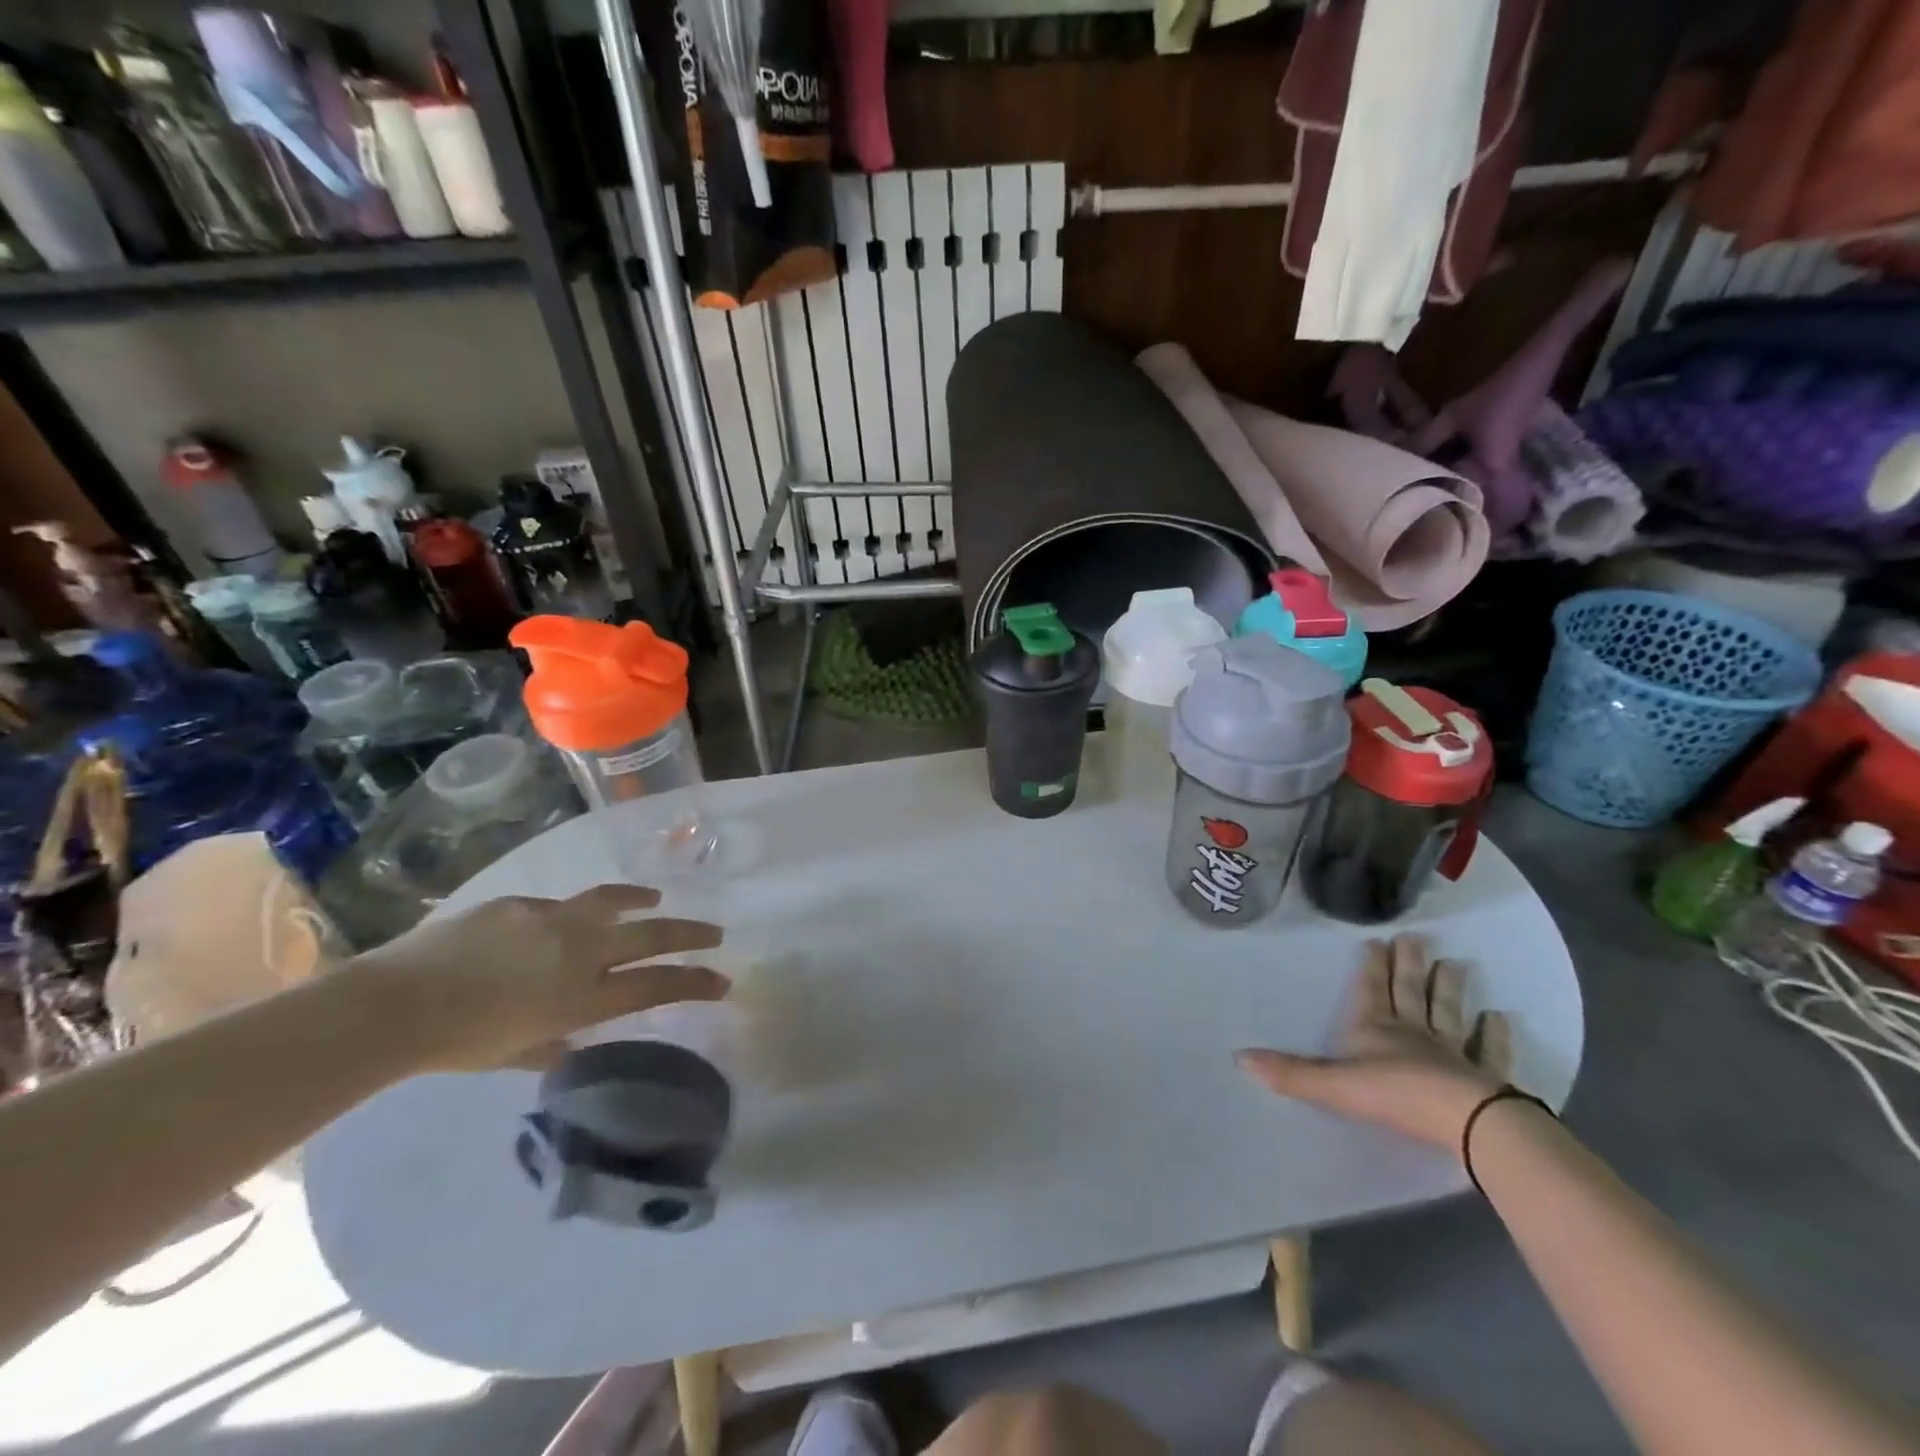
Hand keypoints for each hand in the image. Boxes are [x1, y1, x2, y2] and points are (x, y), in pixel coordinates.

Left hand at [349, 884, 725, 1072]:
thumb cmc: (458, 1044)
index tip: (723, 980)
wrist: (396, 1005)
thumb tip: (572, 1036)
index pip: (657, 984)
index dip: (696, 982)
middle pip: (653, 935)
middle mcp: (581, 952)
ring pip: (615, 901)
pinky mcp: (524, 903)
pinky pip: (559, 906)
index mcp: (583, 997)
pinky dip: (573, 914)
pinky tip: (557, 924)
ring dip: (642, 901)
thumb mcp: (518, 1053)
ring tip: (655, 899)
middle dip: (691, 933)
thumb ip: (555, 1042)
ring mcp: (555, 920)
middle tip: (715, 933)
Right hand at [1237, 934, 1513, 1149]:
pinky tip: (1501, 1017)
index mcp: (1375, 1029)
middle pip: (1409, 991)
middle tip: (1417, 936)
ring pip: (1447, 1012)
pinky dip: (1496, 1035)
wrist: (1462, 1121)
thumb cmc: (1392, 1096)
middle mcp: (1412, 1032)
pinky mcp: (1484, 1078)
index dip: (1372, 966)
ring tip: (1457, 963)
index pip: (1370, 990)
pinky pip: (1490, 1052)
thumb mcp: (1332, 1085)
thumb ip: (1290, 1072)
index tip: (1377, 939)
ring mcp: (1451, 1052)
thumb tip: (1238, 1057)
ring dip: (1449, 988)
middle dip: (1409, 964)